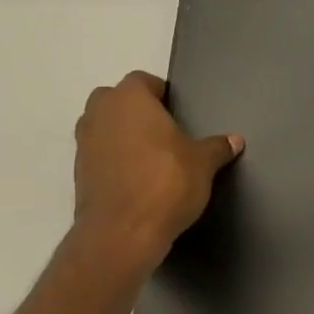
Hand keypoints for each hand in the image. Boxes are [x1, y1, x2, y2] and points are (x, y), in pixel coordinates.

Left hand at [71, 71, 242, 271]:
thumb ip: (217, 148)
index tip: (177, 111)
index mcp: (130, 100)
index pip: (143, 81)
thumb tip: (234, 140)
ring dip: (122, 134)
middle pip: (116, 99)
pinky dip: (114, 159)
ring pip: (104, 126)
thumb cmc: (166, 183)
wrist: (122, 233)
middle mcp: (100, 114)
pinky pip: (99, 153)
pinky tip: (138, 178)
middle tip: (164, 130)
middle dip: (136, 110)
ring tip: (151, 155)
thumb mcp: (203, 164)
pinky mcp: (78, 172)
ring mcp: (84, 143)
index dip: (160, 93)